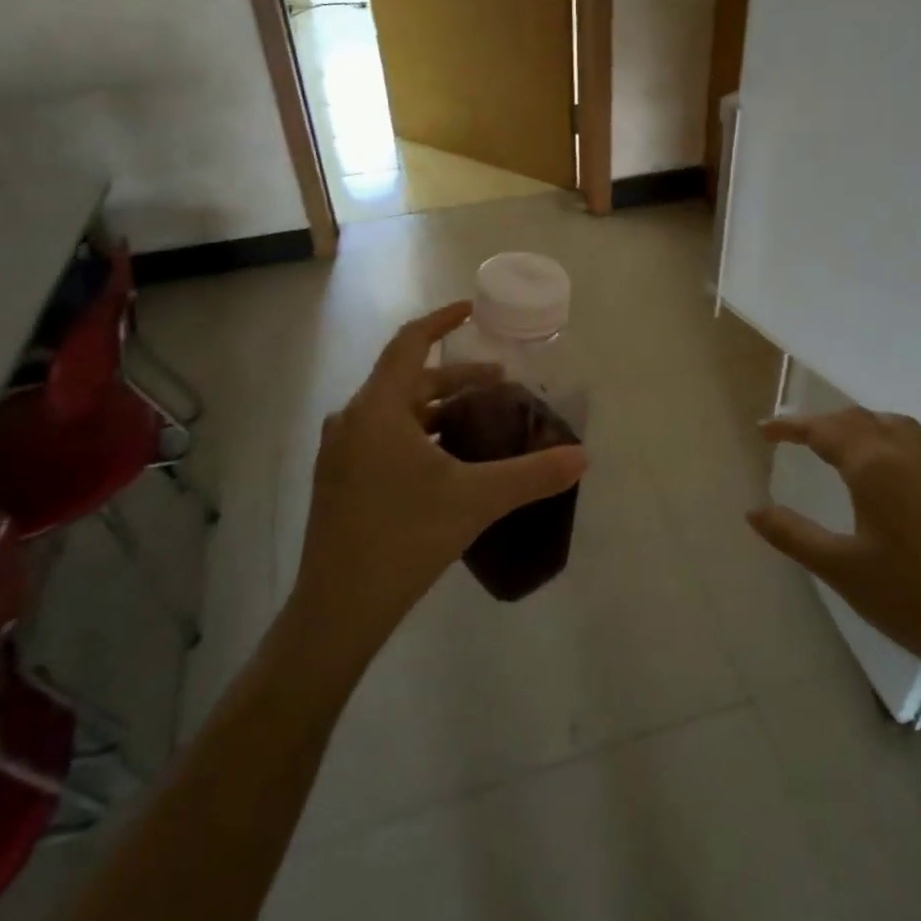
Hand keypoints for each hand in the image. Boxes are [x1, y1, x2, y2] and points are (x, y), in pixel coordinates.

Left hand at [289, 303, 589, 660]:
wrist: (337, 609)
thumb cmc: (404, 538)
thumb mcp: (476, 499)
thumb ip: (533, 474)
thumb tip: (583, 457)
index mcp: (378, 408)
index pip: (410, 342)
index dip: (442, 321)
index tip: (472, 311)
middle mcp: (353, 420)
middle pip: (408, 379)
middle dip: (456, 377)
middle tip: (500, 383)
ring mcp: (341, 452)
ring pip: (396, 411)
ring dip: (438, 407)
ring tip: (480, 420)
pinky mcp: (340, 480)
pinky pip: (384, 436)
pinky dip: (419, 433)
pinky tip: (447, 461)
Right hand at [750, 408, 920, 702]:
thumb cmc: (912, 601)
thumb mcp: (841, 570)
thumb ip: (793, 534)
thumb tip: (753, 511)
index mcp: (876, 467)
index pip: (825, 429)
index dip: (791, 426)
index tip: (764, 430)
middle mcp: (911, 455)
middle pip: (862, 420)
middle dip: (825, 422)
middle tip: (797, 437)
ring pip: (898, 427)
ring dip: (864, 426)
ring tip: (844, 445)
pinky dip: (898, 445)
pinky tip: (897, 475)